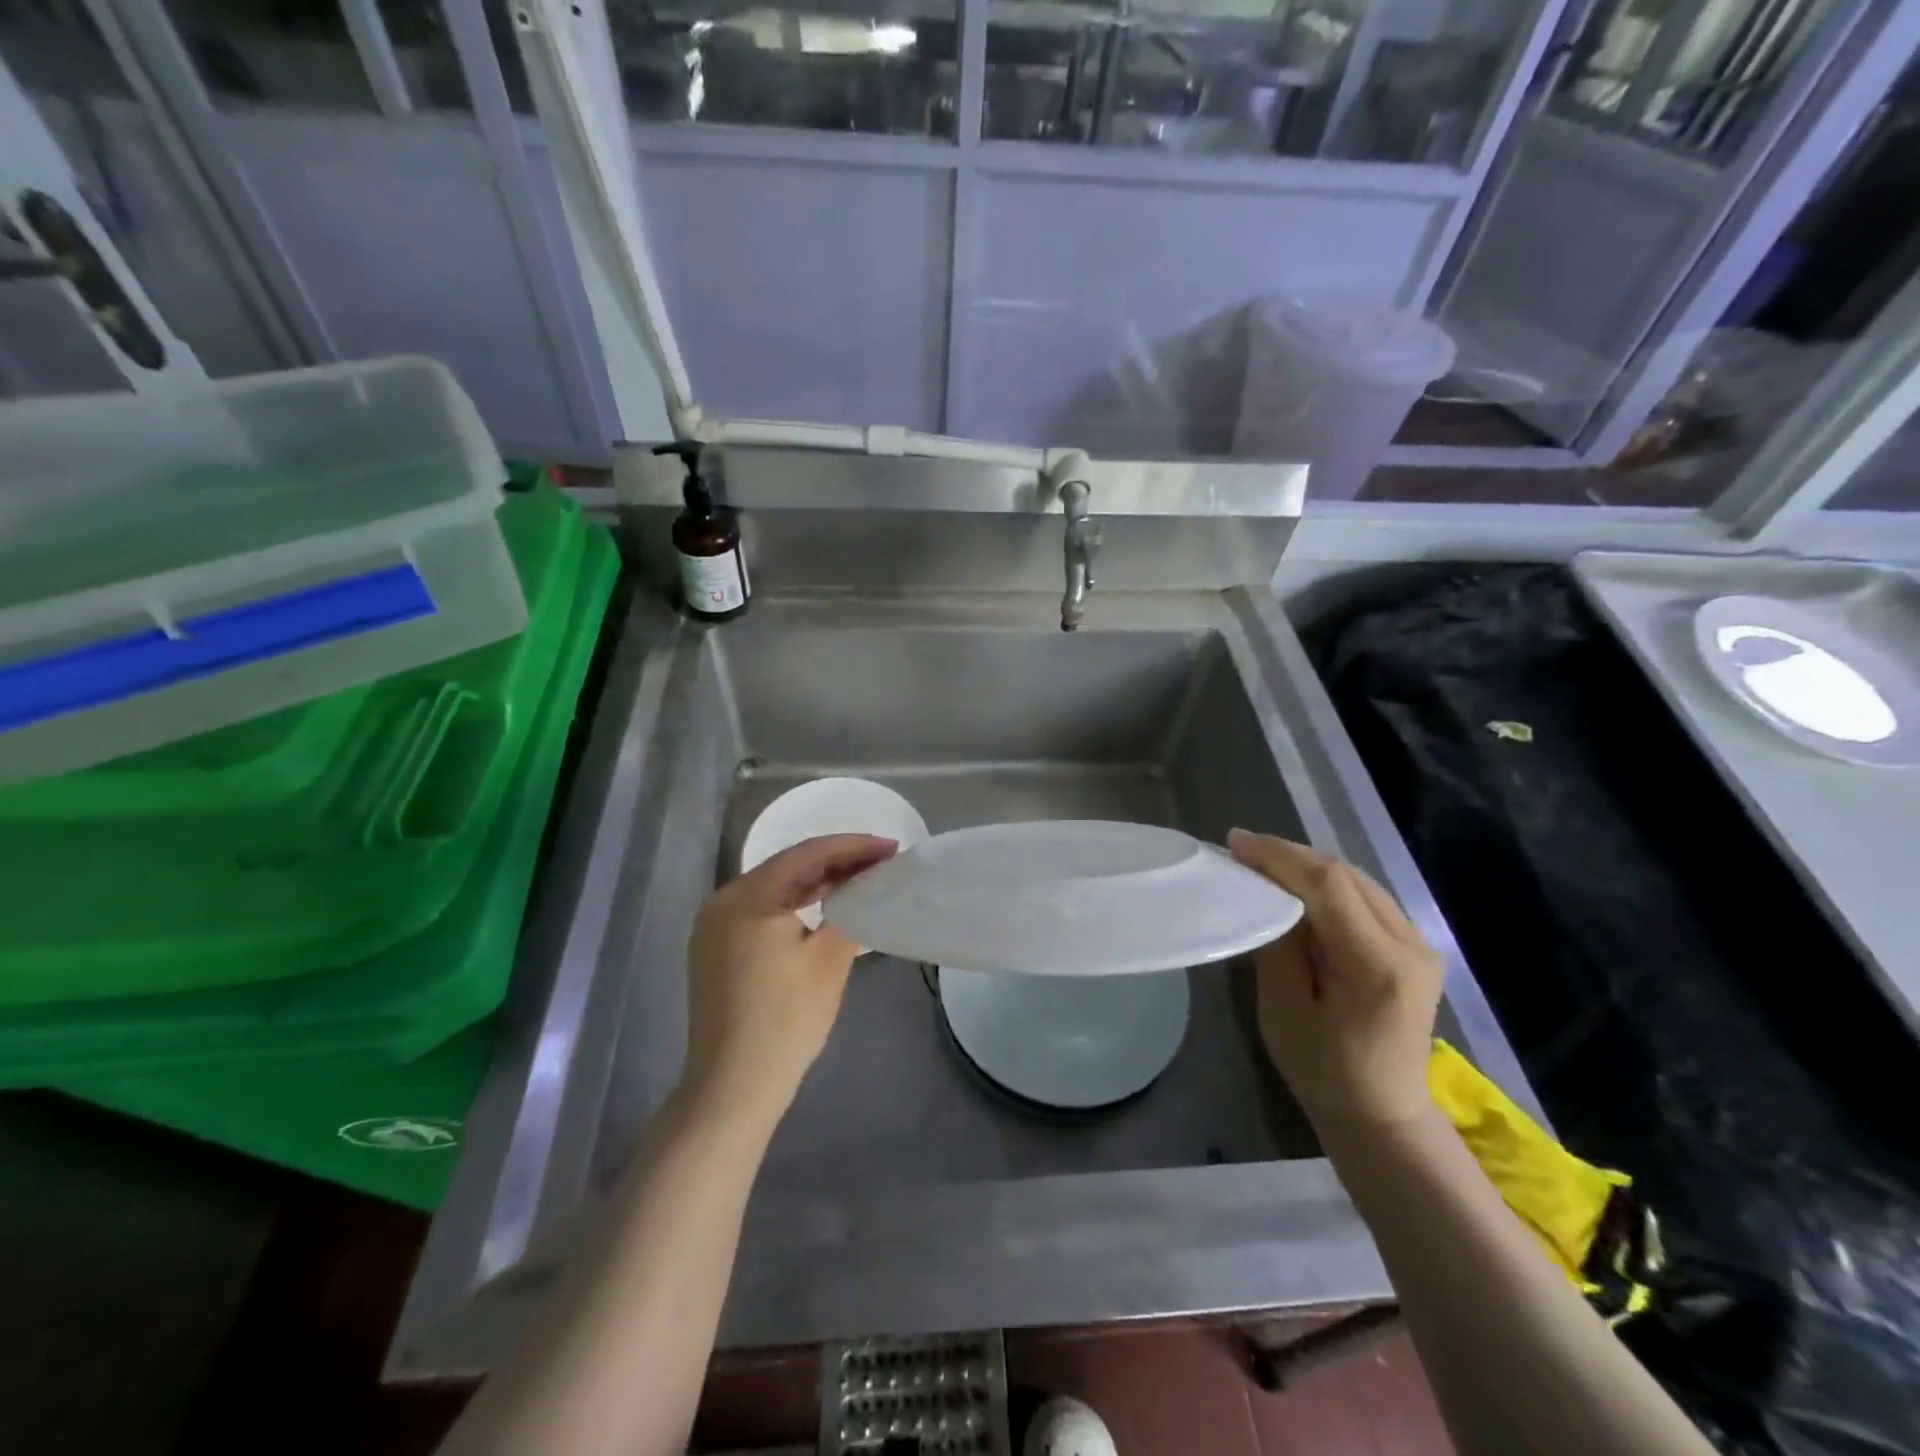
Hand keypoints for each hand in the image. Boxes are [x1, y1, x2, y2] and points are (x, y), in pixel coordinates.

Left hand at [682, 834, 897, 1131]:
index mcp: (748, 896)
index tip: (891, 846)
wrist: (733, 1086)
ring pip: (775, 889)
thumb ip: (849, 912)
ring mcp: (714, 926)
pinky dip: (795, 904)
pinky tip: (824, 906)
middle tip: (881, 861)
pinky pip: (762, 910)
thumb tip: (863, 890)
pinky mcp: (715, 949)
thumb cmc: (786, 1020)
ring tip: (860, 878)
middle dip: (837, 861)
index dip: (853, 846)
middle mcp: (724, 901)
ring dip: (817, 882)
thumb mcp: (829, 961)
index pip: (807, 854)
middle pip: (788, 867)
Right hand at [1228, 830, 1441, 1133]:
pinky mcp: (1415, 948)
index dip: (1279, 856)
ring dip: (1308, 866)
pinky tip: (1297, 886)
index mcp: (1378, 966)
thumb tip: (1266, 892)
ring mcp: (1420, 945)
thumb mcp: (1283, 1009)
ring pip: (1358, 880)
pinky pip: (1367, 897)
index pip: (1328, 885)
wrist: (1383, 1114)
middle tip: (1242, 849)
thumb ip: (1278, 944)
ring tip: (1262, 862)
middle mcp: (1410, 945)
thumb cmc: (1323, 1070)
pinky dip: (1328, 884)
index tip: (1235, 843)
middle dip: (1290, 855)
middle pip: (1346, 875)